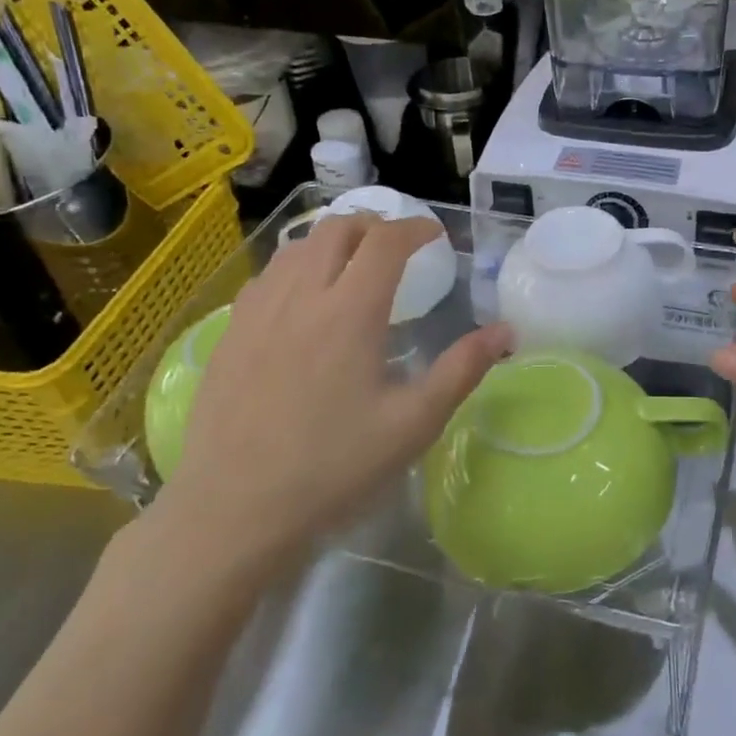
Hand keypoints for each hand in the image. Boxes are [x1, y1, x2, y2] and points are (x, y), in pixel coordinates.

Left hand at [143, 213, 509, 590]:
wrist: (234, 511)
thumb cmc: (334, 468)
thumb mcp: (413, 423)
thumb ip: (462, 369)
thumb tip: (506, 331)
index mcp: (350, 312)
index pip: (385, 242)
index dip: (415, 228)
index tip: (436, 235)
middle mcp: (301, 297)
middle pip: (337, 230)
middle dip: (374, 224)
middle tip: (397, 245)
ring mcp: (258, 313)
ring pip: (296, 247)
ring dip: (333, 240)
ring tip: (353, 262)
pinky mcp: (229, 334)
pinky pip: (266, 276)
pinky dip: (296, 265)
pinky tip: (303, 296)